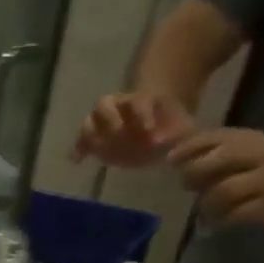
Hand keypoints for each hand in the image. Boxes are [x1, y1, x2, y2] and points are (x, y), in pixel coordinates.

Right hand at [72, 92, 194, 168]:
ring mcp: (103, 124)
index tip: (150, 132)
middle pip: (104, 104)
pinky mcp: (95, 141)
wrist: (155, 131)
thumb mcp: (181, 126)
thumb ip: (183, 135)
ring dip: (90, 134)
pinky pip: (82, 142)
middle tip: (118, 138)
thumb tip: (186, 150)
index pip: (138, 102)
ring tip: (95, 151)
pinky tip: (77, 161)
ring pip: (89, 121)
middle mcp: (117, 108)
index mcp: (140, 101)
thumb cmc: (167, 128)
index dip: (142, 115)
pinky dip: (78, 149)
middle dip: (110, 121)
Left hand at [168, 127, 263, 227]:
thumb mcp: (254, 155)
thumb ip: (222, 157)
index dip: (188, 147)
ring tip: (208, 210)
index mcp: (254, 140)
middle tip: (189, 188)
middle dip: (194, 175)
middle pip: (214, 161)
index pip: (214, 136)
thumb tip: (181, 164)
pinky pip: (233, 214)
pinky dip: (220, 219)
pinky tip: (220, 221)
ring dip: (207, 204)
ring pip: (220, 191)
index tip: (170, 160)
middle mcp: (260, 155)